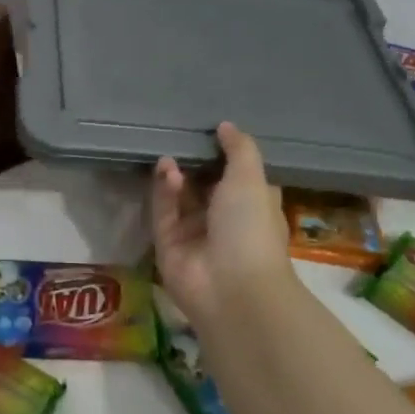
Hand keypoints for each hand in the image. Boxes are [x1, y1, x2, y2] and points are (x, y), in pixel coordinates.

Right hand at [149, 122, 291, 328]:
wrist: (233, 288)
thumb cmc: (252, 228)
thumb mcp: (251, 179)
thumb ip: (239, 149)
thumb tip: (225, 125)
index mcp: (252, 206)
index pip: (237, 176)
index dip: (224, 155)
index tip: (209, 130)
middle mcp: (223, 220)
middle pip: (204, 185)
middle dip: (192, 162)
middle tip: (180, 137)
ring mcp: (195, 234)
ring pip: (180, 196)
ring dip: (176, 175)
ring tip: (170, 158)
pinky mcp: (169, 244)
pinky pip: (163, 212)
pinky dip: (163, 191)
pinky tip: (166, 172)